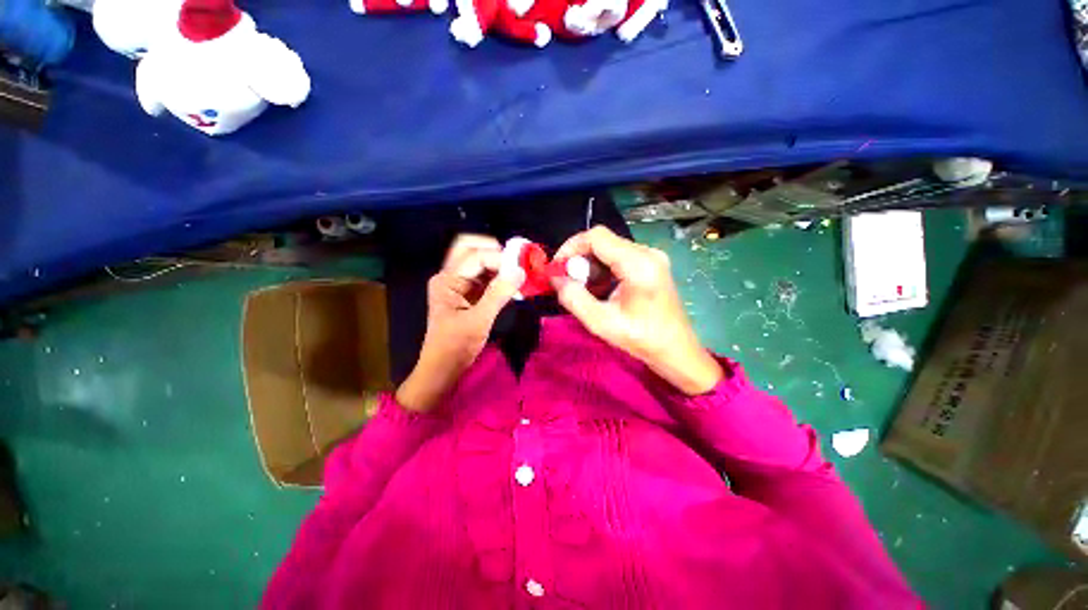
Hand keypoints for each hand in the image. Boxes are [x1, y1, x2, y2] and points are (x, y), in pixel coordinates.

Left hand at [396, 235, 524, 411]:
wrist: (443, 369)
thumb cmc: (455, 346)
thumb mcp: (479, 320)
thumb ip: (499, 294)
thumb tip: (520, 272)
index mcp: (447, 280)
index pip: (476, 257)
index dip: (500, 259)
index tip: (522, 268)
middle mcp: (451, 276)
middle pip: (472, 249)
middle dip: (496, 251)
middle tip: (517, 262)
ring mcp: (459, 285)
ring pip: (480, 262)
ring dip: (500, 265)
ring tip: (520, 273)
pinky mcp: (468, 294)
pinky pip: (485, 278)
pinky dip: (500, 278)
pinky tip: (513, 286)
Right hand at [552, 226, 722, 394]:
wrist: (676, 351)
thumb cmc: (642, 339)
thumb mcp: (601, 323)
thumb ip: (573, 298)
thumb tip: (555, 277)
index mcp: (638, 263)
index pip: (596, 236)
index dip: (571, 246)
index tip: (558, 268)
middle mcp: (647, 253)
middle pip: (603, 241)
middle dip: (580, 259)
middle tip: (569, 283)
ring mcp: (652, 257)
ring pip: (609, 249)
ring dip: (591, 266)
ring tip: (585, 291)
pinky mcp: (652, 265)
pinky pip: (619, 258)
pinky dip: (603, 270)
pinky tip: (600, 290)